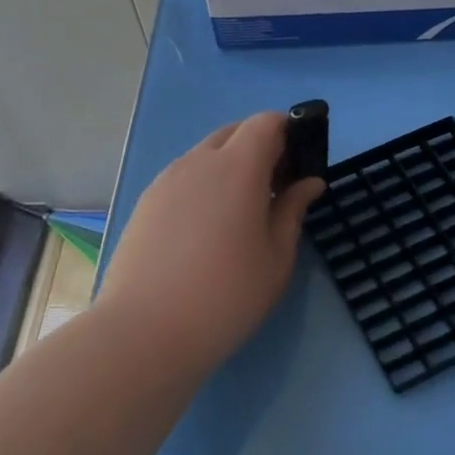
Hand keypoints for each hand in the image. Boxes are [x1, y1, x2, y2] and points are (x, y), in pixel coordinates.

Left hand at [97, 112, 322, 374]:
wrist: (145, 332)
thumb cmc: (227, 295)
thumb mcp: (277, 256)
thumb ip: (294, 210)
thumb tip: (309, 183)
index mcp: (237, 167)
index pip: (266, 122)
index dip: (288, 133)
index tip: (299, 165)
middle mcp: (198, 162)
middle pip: (234, 133)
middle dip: (260, 148)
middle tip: (276, 191)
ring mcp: (165, 181)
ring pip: (205, 155)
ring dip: (229, 168)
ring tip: (241, 214)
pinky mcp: (145, 204)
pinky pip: (183, 178)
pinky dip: (204, 187)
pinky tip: (208, 231)